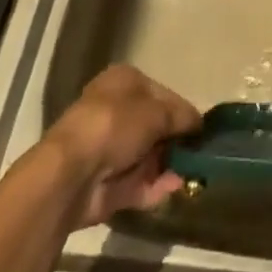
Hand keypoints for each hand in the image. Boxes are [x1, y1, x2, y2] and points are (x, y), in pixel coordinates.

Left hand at [36, 65, 202, 227]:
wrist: (71, 174)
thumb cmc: (115, 125)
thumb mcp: (158, 112)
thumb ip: (182, 116)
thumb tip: (198, 124)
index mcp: (123, 82)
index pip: (161, 93)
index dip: (181, 110)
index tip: (200, 129)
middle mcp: (114, 111)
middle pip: (154, 126)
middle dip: (175, 142)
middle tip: (198, 155)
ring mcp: (108, 149)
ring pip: (147, 156)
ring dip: (169, 166)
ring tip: (193, 175)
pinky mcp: (105, 183)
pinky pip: (137, 182)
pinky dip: (156, 187)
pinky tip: (174, 189)